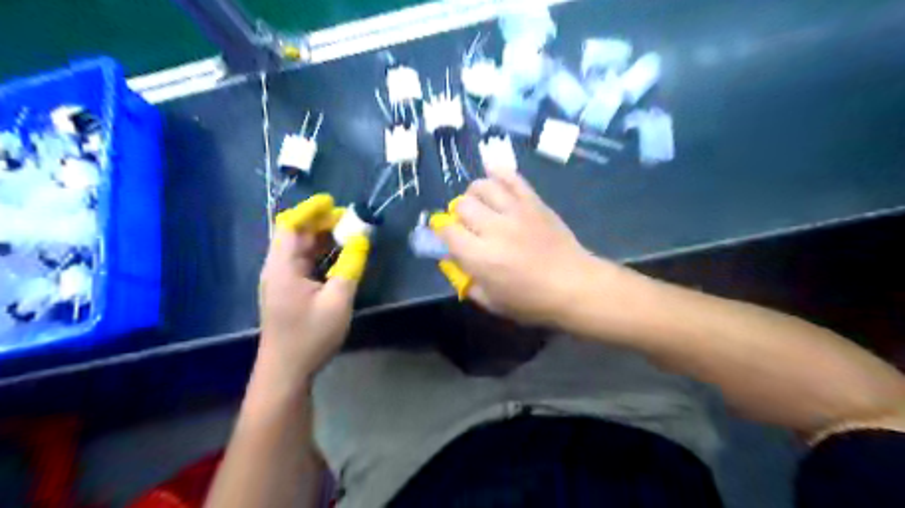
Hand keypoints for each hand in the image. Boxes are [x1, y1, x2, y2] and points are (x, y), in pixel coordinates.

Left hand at [257, 226, 357, 397]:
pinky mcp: (288, 291)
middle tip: (350, 220)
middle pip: (296, 235)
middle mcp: (277, 268)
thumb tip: (362, 239)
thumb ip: (351, 266)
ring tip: (349, 234)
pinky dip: (320, 254)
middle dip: (321, 223)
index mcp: (283, 267)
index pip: (290, 225)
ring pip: (300, 249)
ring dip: (322, 238)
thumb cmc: (311, 335)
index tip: (333, 203)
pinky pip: (303, 263)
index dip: (310, 210)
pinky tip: (339, 256)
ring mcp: (281, 280)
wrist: (286, 370)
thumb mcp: (338, 300)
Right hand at [435, 168, 618, 322]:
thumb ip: (468, 282)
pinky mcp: (534, 202)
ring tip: (480, 204)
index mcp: (481, 257)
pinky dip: (499, 172)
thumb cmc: (532, 301)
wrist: (575, 285)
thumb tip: (454, 261)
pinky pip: (512, 178)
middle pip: (462, 205)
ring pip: (482, 187)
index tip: (449, 238)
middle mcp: (494, 229)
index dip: (443, 233)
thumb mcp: (492, 303)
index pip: (448, 231)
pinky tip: (493, 175)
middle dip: (459, 215)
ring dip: (474, 194)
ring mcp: (516, 211)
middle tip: (468, 225)